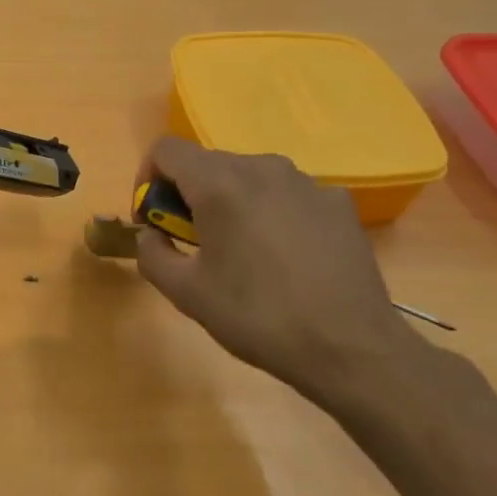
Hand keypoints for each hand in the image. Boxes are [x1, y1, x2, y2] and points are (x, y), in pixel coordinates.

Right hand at [133, 137, 417, 408]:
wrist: (349, 346)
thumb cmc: (257, 317)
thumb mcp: (185, 293)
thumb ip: (151, 253)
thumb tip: (151, 234)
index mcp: (219, 184)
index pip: (165, 149)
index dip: (147, 179)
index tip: (154, 219)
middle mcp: (263, 168)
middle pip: (207, 162)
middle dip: (187, 194)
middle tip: (191, 241)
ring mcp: (306, 182)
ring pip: (249, 175)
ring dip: (230, 201)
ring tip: (240, 250)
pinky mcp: (338, 202)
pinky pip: (287, 193)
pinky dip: (271, 212)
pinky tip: (284, 256)